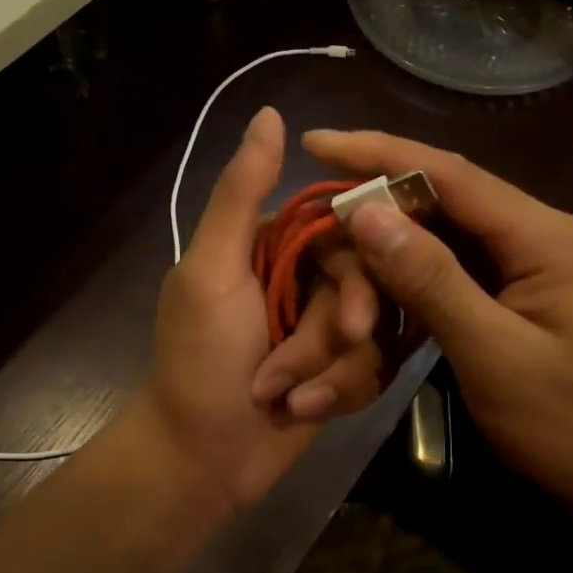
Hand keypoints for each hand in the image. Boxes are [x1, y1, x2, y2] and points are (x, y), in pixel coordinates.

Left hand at [142, 108, 384, 511]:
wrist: (199, 459)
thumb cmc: (199, 360)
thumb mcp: (213, 271)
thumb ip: (240, 194)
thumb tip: (269, 114)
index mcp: (272, 244)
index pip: (345, 232)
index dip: (359, 273)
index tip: (350, 316)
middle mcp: (301, 278)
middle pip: (366, 287)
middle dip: (335, 335)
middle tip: (310, 366)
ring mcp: (319, 327)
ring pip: (372, 332)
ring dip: (330, 372)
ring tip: (287, 398)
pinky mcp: (336, 371)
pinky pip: (370, 369)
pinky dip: (338, 393)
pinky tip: (303, 412)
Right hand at [305, 130, 572, 507]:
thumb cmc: (567, 425)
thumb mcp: (493, 353)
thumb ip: (431, 280)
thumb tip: (366, 211)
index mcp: (545, 236)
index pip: (450, 175)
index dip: (379, 154)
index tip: (315, 143)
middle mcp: (539, 234)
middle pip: (445, 196)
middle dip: (379, 198)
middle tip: (316, 207)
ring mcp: (529, 262)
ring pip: (445, 229)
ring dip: (391, 236)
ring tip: (334, 237)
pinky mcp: (516, 291)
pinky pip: (453, 263)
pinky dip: (411, 267)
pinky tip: (375, 274)